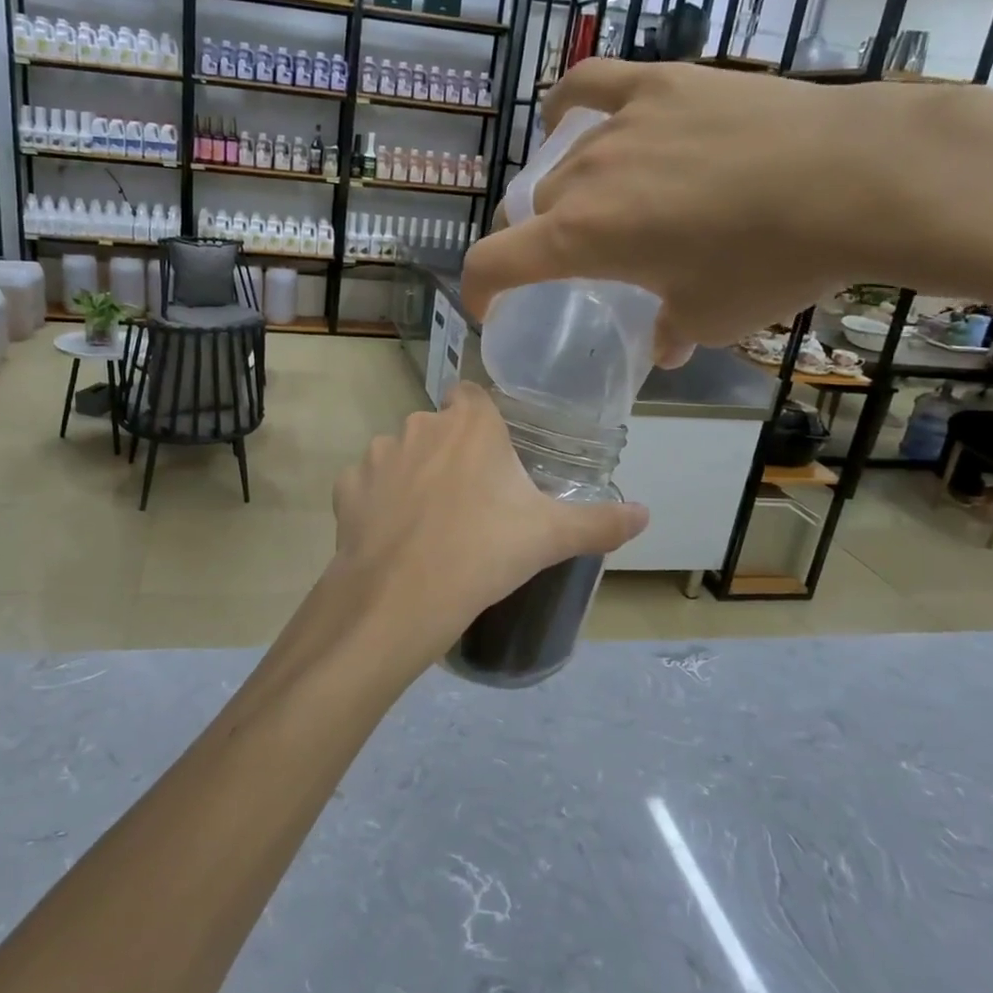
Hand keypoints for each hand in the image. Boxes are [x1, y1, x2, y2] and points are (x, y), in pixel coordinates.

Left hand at [327, 383, 647, 674]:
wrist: (402, 596)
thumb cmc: (484, 552)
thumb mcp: (551, 537)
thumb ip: (600, 522)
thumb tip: (645, 514)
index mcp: (470, 424)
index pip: (473, 396)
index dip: (482, 421)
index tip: (493, 457)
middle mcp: (420, 425)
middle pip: (437, 428)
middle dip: (450, 454)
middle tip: (470, 501)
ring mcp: (378, 454)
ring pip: (400, 455)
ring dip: (412, 476)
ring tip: (429, 524)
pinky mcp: (347, 487)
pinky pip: (367, 486)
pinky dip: (377, 503)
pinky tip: (392, 535)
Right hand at [461, 57, 902, 362]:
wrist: (855, 178)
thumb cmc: (770, 263)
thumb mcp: (711, 319)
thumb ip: (669, 331)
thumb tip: (664, 345)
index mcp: (580, 239)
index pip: (493, 263)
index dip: (479, 291)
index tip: (490, 309)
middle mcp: (584, 178)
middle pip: (537, 210)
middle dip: (547, 240)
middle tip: (588, 259)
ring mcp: (620, 124)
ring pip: (567, 163)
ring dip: (574, 191)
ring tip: (610, 202)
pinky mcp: (661, 82)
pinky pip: (591, 86)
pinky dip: (569, 105)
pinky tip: (567, 118)